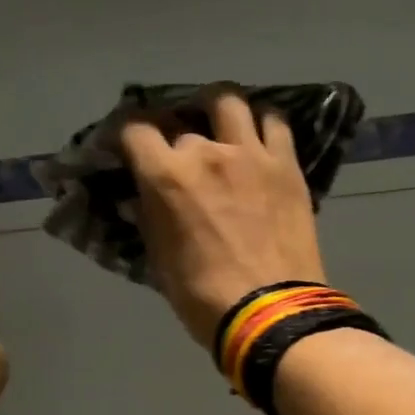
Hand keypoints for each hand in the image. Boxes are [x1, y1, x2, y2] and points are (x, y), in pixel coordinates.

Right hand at [122, 87, 327, 348]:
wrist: (270, 312)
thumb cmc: (204, 297)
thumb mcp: (160, 261)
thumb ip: (148, 219)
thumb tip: (139, 198)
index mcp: (166, 176)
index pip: (134, 129)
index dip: (128, 135)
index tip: (129, 147)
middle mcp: (206, 151)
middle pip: (182, 124)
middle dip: (175, 138)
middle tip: (179, 157)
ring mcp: (251, 153)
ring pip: (228, 102)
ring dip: (217, 111)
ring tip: (219, 127)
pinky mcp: (286, 164)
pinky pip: (274, 123)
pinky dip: (262, 124)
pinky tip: (258, 138)